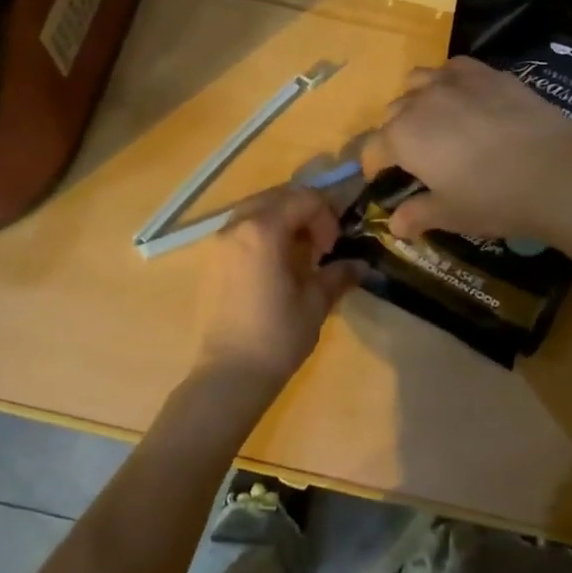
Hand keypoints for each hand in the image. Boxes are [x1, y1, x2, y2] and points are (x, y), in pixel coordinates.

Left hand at [193, 184, 360, 395]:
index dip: (326, 217)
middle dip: (304, 211)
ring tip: (298, 252)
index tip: (331, 248)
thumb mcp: (315, 303)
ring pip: (256, 209)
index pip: (304, 199)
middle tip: (319, 244)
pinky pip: (241, 227)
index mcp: (263, 230)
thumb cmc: (277, 337)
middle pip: (277, 196)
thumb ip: (337, 274)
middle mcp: (237, 226)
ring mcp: (219, 242)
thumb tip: (360, 264)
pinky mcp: (212, 260)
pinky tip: (275, 264)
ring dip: (282, 219)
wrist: (228, 375)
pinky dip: (262, 231)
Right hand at [361, 56, 571, 243]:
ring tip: (436, 120)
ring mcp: (454, 81)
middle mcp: (420, 101)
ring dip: (417, 99)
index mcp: (402, 137)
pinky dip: (449, 80)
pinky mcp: (487, 73)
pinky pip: (453, 68)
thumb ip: (417, 214)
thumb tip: (395, 225)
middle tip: (417, 156)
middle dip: (396, 133)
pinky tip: (465, 98)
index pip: (373, 149)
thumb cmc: (493, 199)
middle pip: (393, 112)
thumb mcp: (450, 214)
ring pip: (418, 81)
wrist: (556, 171)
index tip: (384, 180)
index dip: (375, 167)